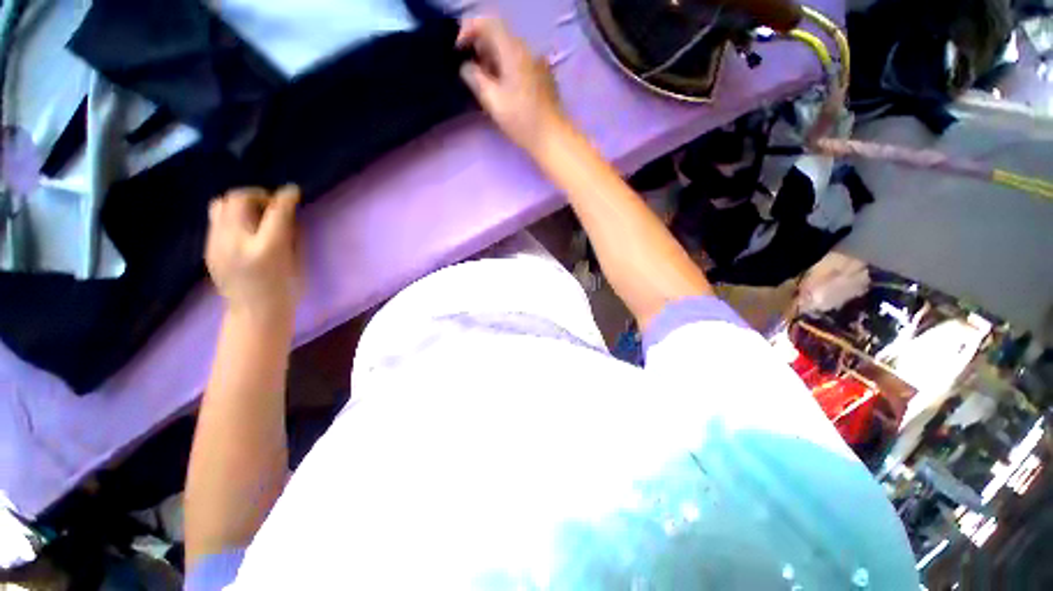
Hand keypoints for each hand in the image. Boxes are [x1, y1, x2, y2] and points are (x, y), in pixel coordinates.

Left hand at [205, 185, 301, 317]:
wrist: (254, 313)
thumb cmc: (285, 289)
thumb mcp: (295, 260)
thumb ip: (289, 233)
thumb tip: (285, 211)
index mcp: (266, 249)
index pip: (275, 212)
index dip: (285, 197)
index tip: (292, 191)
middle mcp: (236, 242)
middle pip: (239, 200)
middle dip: (257, 194)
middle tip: (271, 204)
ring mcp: (216, 244)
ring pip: (220, 204)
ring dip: (240, 202)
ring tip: (254, 213)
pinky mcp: (208, 248)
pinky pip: (216, 219)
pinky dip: (232, 215)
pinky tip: (244, 228)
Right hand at [457, 16, 567, 153]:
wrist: (551, 137)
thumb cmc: (521, 120)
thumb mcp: (492, 100)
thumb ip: (474, 78)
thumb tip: (466, 67)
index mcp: (513, 51)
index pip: (487, 23)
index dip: (468, 31)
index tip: (458, 51)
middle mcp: (527, 50)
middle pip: (498, 36)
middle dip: (479, 49)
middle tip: (469, 72)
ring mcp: (537, 63)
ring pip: (508, 51)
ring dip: (492, 61)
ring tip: (483, 84)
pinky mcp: (542, 77)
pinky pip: (519, 63)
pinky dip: (505, 70)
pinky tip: (501, 90)